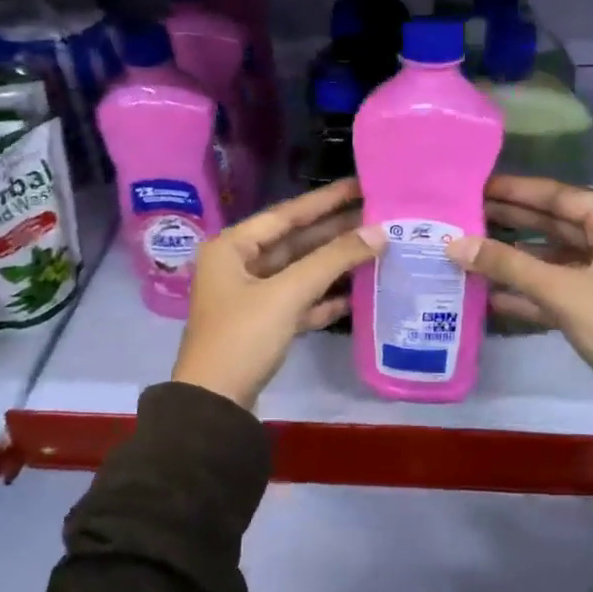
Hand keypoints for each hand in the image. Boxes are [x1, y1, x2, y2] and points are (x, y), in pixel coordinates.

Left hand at [172, 178, 383, 410]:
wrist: (214, 407)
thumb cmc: (242, 337)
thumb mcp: (287, 294)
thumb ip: (333, 260)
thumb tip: (379, 232)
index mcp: (232, 247)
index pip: (286, 215)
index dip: (325, 200)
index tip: (359, 185)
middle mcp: (238, 266)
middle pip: (294, 242)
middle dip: (334, 232)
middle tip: (377, 215)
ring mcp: (250, 297)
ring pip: (298, 272)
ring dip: (333, 265)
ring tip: (375, 249)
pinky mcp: (262, 326)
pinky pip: (298, 302)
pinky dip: (323, 298)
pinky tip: (355, 294)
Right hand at [447, 175, 592, 402]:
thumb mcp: (564, 292)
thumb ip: (507, 266)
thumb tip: (451, 244)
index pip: (555, 195)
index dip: (511, 191)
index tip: (471, 185)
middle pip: (551, 222)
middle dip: (507, 221)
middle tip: (459, 214)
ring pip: (550, 256)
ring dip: (512, 257)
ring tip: (464, 249)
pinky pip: (555, 285)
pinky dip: (526, 288)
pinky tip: (487, 291)